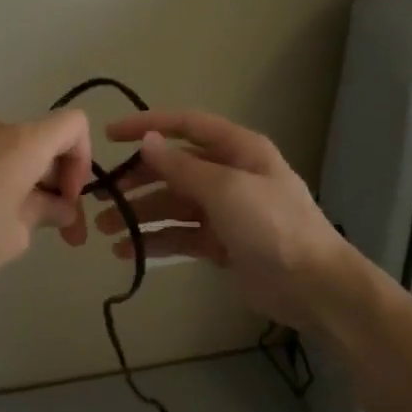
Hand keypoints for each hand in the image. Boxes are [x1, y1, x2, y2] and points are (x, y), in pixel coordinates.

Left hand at [0, 109, 92, 297]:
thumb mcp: (13, 238)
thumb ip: (44, 215)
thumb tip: (58, 208)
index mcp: (21, 142)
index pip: (74, 125)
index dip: (82, 161)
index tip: (65, 200)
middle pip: (36, 142)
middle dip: (48, 182)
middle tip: (45, 227)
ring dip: (12, 180)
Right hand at [94, 109, 354, 330]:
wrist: (312, 285)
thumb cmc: (272, 226)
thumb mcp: (226, 189)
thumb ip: (182, 167)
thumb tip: (147, 141)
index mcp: (238, 149)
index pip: (186, 125)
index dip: (148, 125)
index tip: (110, 135)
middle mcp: (229, 174)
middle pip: (174, 168)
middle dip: (137, 180)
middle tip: (99, 196)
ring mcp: (225, 210)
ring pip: (173, 204)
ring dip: (140, 214)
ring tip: (104, 230)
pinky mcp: (221, 243)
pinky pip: (180, 235)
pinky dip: (155, 240)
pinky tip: (128, 251)